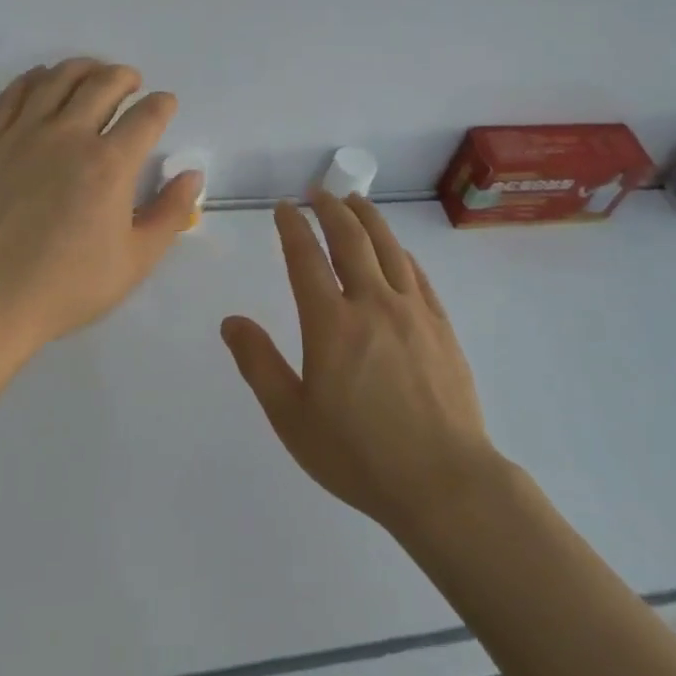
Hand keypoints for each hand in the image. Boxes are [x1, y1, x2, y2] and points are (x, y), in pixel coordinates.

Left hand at [0, 58, 202, 352]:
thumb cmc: (69, 286)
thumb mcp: (136, 259)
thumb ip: (171, 213)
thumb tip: (191, 174)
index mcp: (110, 164)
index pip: (147, 115)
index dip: (163, 104)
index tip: (166, 105)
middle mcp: (69, 136)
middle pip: (104, 83)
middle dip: (126, 77)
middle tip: (133, 85)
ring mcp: (25, 135)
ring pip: (58, 78)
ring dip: (84, 68)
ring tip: (94, 74)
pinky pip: (15, 94)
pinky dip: (35, 78)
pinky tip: (43, 80)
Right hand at [221, 194, 496, 535]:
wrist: (444, 483)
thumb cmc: (359, 456)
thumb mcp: (292, 418)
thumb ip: (259, 364)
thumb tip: (231, 322)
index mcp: (331, 323)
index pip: (306, 258)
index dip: (293, 227)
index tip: (285, 208)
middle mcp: (372, 304)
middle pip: (351, 239)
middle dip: (331, 209)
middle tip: (319, 192)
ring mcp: (413, 312)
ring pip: (388, 248)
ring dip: (368, 218)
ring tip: (355, 201)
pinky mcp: (441, 327)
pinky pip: (418, 275)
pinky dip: (401, 252)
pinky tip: (396, 250)